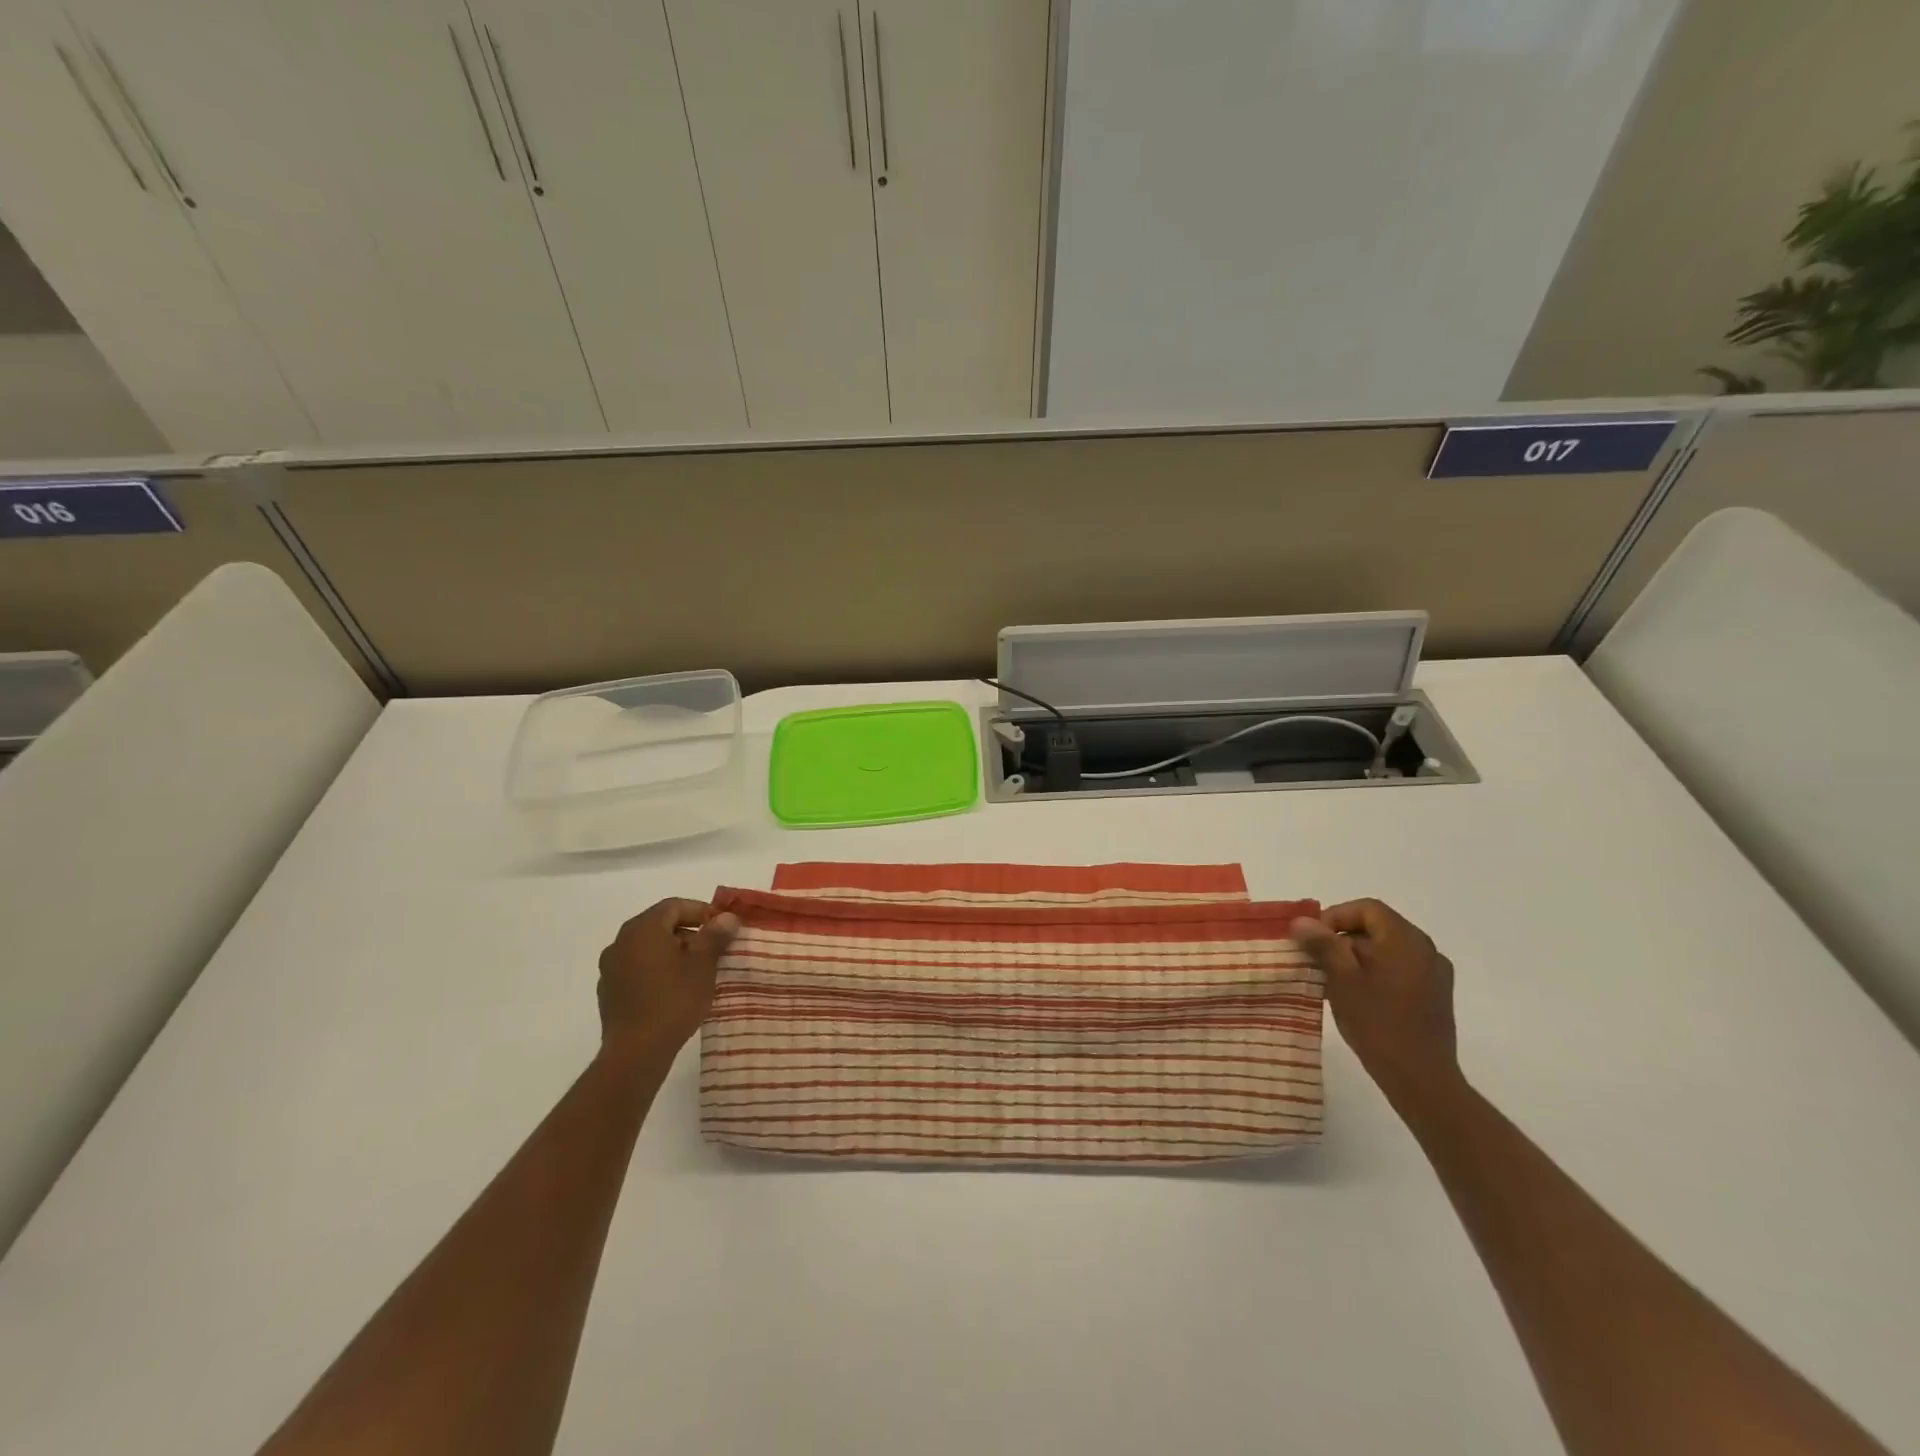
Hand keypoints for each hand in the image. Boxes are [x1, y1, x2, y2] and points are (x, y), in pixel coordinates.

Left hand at [595, 898, 739, 1060]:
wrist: (636, 1052)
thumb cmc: (673, 999)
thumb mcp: (703, 964)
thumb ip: (715, 935)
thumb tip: (727, 917)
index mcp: (642, 929)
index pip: (674, 906)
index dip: (702, 912)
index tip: (723, 928)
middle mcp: (620, 942)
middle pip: (660, 926)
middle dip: (689, 934)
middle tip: (713, 950)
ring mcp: (610, 969)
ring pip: (648, 950)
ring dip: (673, 954)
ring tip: (697, 973)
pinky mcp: (609, 993)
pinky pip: (637, 971)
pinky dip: (657, 972)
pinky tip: (674, 992)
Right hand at [1291, 899, 1459, 1108]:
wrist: (1422, 1080)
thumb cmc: (1379, 1024)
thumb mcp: (1342, 980)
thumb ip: (1323, 945)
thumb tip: (1302, 921)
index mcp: (1406, 940)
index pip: (1367, 909)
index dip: (1336, 917)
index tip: (1313, 940)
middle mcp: (1426, 950)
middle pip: (1377, 928)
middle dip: (1342, 939)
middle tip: (1316, 962)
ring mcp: (1434, 975)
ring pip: (1386, 950)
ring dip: (1356, 958)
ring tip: (1331, 982)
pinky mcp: (1434, 997)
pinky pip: (1398, 970)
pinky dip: (1374, 974)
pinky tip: (1355, 998)